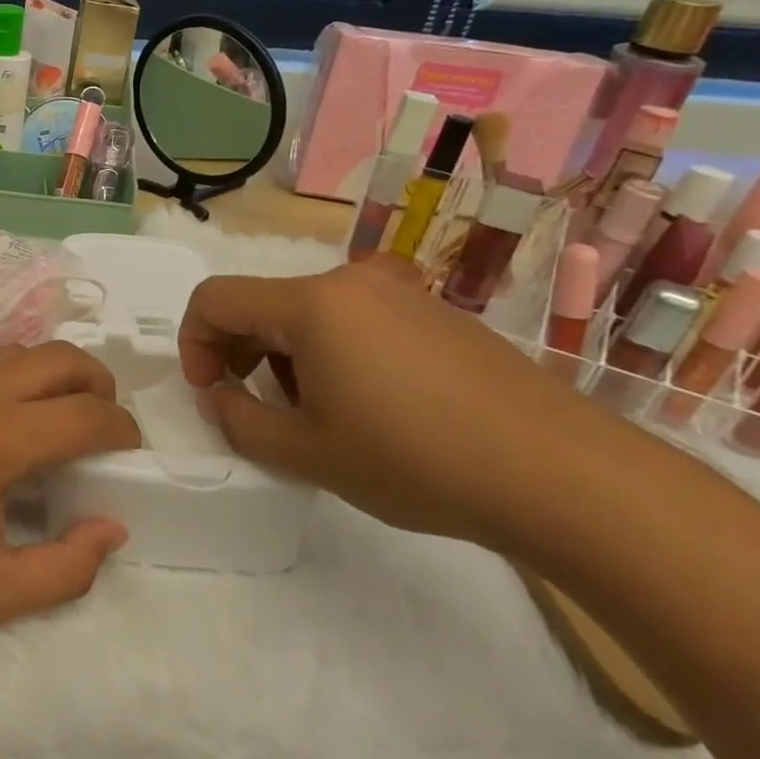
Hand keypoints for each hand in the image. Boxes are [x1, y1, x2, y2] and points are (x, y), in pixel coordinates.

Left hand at [0, 341, 138, 646]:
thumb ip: (68, 566)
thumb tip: (112, 527)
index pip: (85, 414)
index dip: (121, 429)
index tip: (128, 450)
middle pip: (58, 357)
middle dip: (95, 383)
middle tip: (100, 422)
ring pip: (12, 352)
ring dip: (47, 376)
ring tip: (49, 420)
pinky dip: (0, 381)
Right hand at [179, 256, 607, 544]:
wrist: (565, 476)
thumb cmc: (417, 460)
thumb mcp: (305, 452)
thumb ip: (238, 420)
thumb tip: (219, 396)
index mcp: (310, 303)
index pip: (215, 299)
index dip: (193, 344)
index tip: (211, 393)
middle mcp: (351, 282)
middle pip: (261, 303)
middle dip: (239, 353)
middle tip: (253, 409)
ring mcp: (401, 294)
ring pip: (308, 313)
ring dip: (285, 356)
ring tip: (315, 415)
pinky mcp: (437, 315)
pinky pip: (356, 320)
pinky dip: (332, 353)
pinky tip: (369, 407)